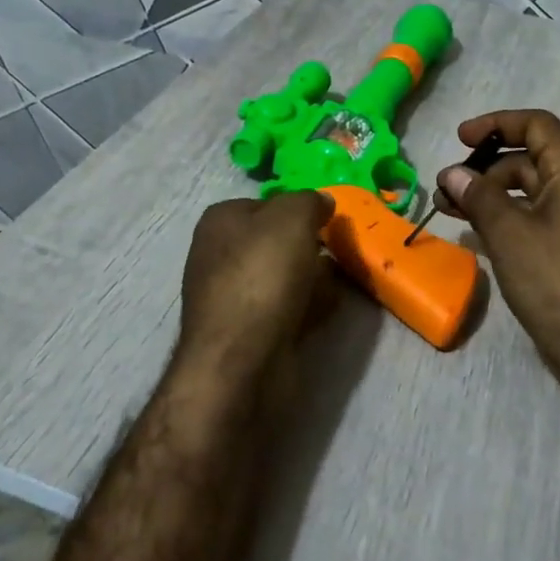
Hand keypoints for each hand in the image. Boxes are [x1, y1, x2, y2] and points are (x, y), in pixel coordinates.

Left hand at [175, 191, 341, 390]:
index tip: (326, 220)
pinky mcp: (248, 332)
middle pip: (277, 241)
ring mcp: (232, 296)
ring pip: (284, 276)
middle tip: (338, 251)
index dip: (298, 208)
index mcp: (220, 221)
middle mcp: (219, 255)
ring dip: (313, 278)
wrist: (241, 360)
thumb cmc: (263, 274)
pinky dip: (308, 308)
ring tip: (339, 281)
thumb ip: (310, 200)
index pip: (266, 203)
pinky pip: (287, 309)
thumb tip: (322, 202)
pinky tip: (328, 309)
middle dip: (309, 246)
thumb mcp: (293, 216)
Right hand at [435, 110, 559, 402]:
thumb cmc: (557, 283)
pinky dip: (510, 218)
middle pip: (532, 159)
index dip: (496, 123)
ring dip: (493, 196)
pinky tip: (481, 237)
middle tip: (447, 190)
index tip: (460, 139)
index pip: (537, 125)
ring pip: (534, 192)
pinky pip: (542, 218)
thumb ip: (479, 196)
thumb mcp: (509, 234)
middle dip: (486, 169)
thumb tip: (453, 172)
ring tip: (452, 213)